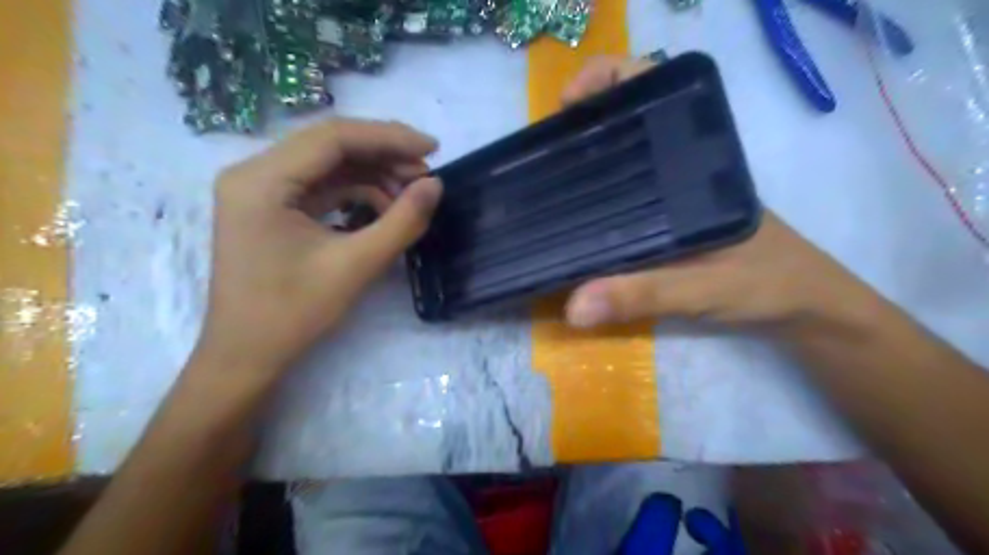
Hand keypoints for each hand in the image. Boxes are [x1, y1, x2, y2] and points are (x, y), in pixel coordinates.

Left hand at [193, 116, 439, 376]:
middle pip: (329, 146)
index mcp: (262, 181)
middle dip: (383, 155)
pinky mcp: (271, 208)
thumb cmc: (293, 314)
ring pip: (328, 165)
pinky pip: (320, 186)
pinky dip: (356, 192)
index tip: (433, 149)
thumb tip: (436, 185)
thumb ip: (402, 222)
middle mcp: (254, 173)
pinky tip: (384, 208)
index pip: (333, 138)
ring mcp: (260, 190)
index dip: (389, 138)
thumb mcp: (356, 266)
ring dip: (373, 174)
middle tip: (426, 174)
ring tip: (411, 193)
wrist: (247, 356)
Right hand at [560, 57, 866, 330]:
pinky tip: (571, 220)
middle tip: (539, 156)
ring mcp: (674, 191)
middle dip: (579, 126)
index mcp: (697, 156)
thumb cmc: (768, 283)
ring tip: (543, 183)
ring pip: (622, 161)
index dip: (605, 79)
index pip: (651, 90)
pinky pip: (624, 197)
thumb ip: (643, 294)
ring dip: (584, 162)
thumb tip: (572, 307)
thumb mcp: (705, 288)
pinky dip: (595, 199)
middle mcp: (682, 164)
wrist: (805, 307)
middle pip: (624, 123)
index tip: (565, 106)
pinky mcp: (669, 218)